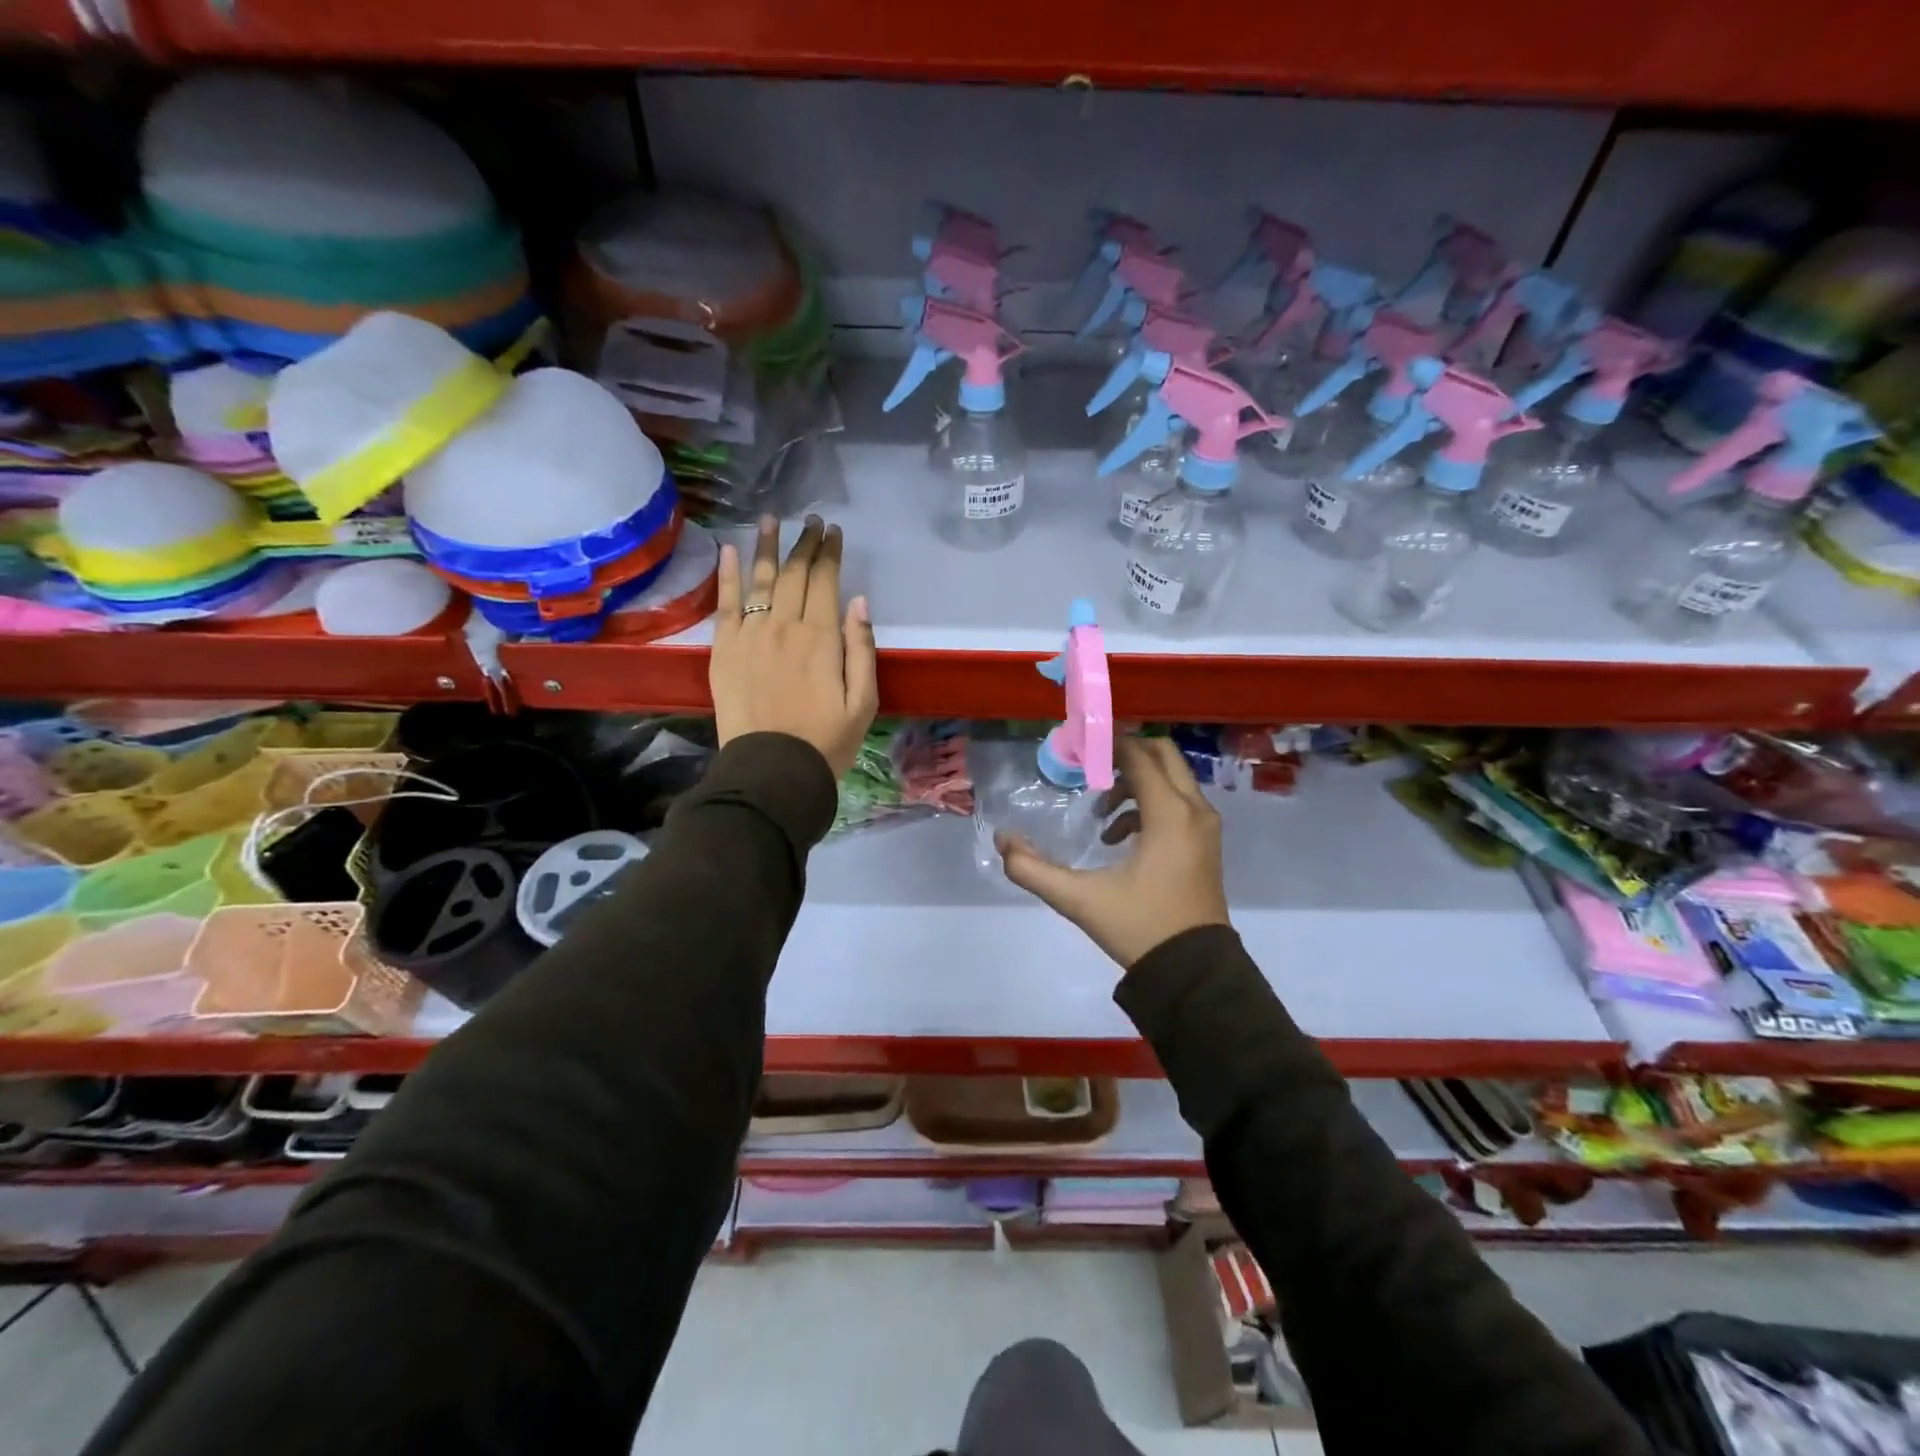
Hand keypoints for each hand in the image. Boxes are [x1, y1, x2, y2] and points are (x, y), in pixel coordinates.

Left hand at [710, 515, 877, 779]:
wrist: (772, 770)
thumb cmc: (826, 741)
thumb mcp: (864, 702)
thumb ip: (862, 649)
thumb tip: (858, 602)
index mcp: (821, 638)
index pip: (825, 581)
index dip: (830, 553)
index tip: (834, 531)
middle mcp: (784, 626)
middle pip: (794, 574)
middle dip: (805, 543)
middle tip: (812, 521)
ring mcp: (749, 635)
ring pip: (758, 579)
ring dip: (766, 546)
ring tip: (771, 519)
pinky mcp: (724, 649)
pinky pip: (724, 603)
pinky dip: (727, 574)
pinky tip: (729, 550)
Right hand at [996, 736, 1229, 969]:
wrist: (1194, 973)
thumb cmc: (1140, 927)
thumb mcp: (1080, 900)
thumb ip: (1034, 870)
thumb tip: (1003, 841)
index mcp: (1169, 814)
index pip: (1138, 756)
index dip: (1108, 743)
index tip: (1078, 742)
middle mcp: (1194, 810)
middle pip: (1162, 755)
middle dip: (1125, 755)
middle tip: (1089, 767)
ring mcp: (1205, 828)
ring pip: (1171, 780)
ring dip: (1135, 783)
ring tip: (1100, 814)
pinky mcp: (1206, 845)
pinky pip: (1178, 804)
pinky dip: (1150, 805)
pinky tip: (1119, 838)